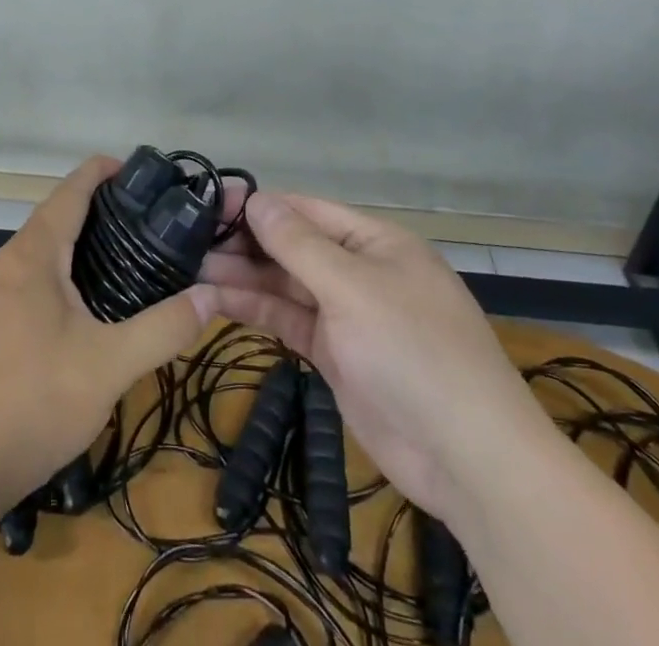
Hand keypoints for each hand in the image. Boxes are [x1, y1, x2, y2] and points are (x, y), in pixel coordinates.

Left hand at [0, 155, 218, 506]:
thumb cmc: (32, 400)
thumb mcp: (109, 365)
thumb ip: (163, 328)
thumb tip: (210, 296)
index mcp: (35, 252)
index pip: (73, 189)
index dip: (107, 171)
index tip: (148, 174)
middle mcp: (10, 259)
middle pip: (60, 214)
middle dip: (104, 209)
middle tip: (155, 222)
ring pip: (46, 249)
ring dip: (84, 243)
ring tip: (133, 257)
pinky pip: (35, 277)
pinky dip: (68, 272)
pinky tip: (93, 304)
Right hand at [199, 191, 555, 519]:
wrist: (468, 459)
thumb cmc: (413, 351)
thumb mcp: (352, 288)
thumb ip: (299, 244)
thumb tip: (257, 199)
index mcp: (376, 242)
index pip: (307, 210)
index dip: (260, 205)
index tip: (210, 204)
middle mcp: (360, 271)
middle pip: (294, 246)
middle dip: (247, 242)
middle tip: (190, 240)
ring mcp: (348, 315)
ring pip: (287, 284)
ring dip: (244, 276)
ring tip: (193, 268)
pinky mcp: (336, 355)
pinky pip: (290, 320)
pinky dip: (257, 310)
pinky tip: (217, 301)